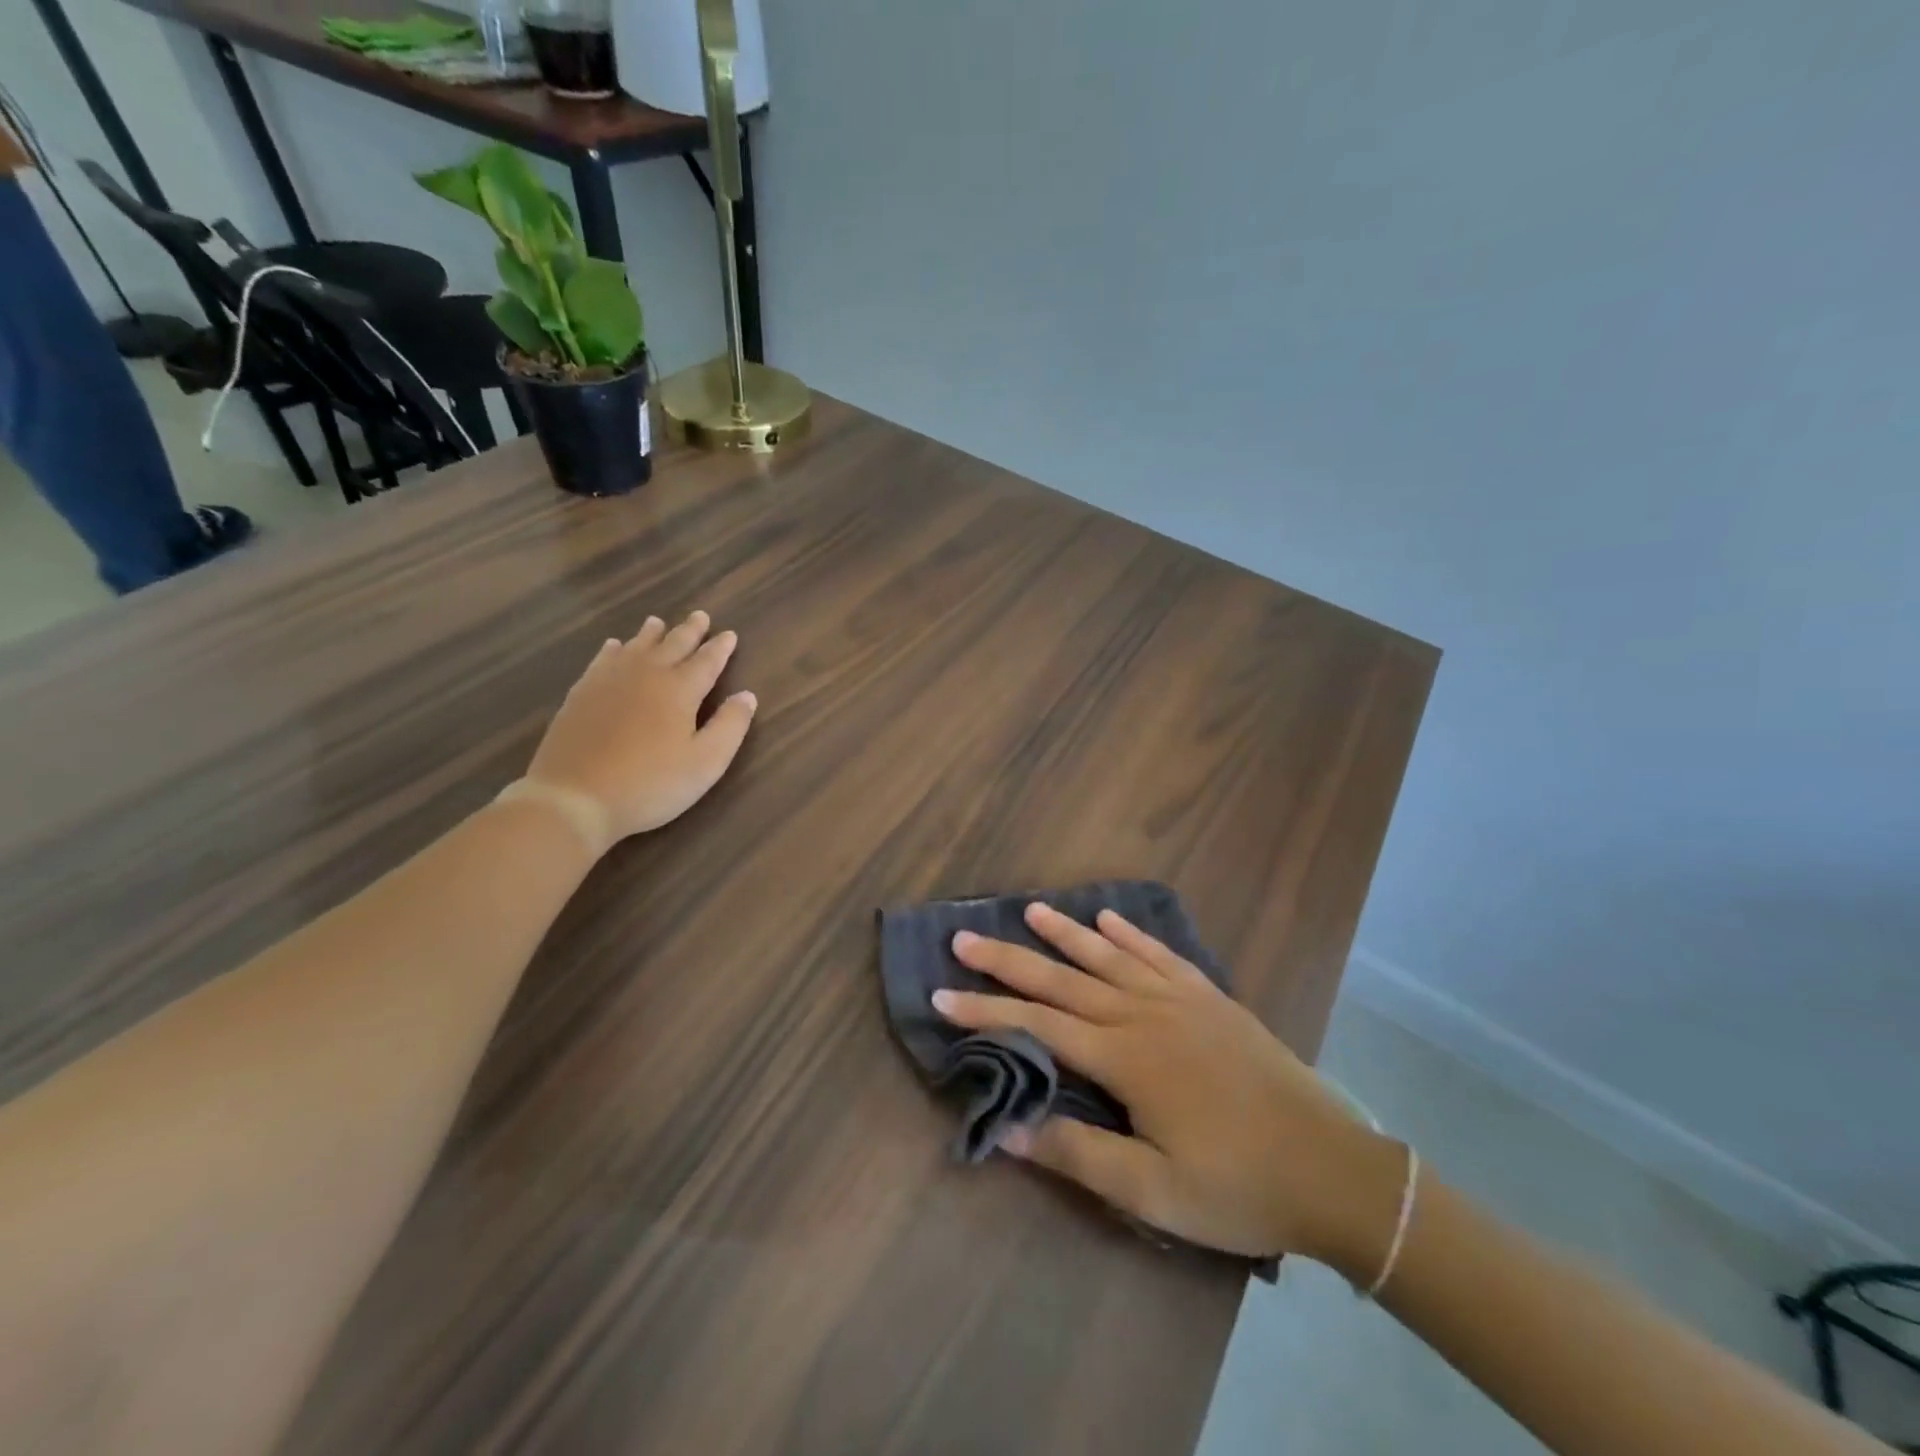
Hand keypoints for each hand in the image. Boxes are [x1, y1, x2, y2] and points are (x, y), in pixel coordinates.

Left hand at [522, 611, 756, 844]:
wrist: (574, 797)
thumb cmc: (651, 783)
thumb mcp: (706, 763)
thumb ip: (730, 726)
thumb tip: (747, 695)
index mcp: (680, 690)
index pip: (707, 661)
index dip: (721, 648)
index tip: (730, 634)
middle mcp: (646, 675)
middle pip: (672, 645)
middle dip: (689, 631)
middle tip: (700, 616)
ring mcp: (609, 682)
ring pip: (635, 647)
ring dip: (652, 634)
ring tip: (658, 622)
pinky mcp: (581, 694)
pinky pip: (602, 660)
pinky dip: (613, 649)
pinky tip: (614, 646)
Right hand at [934, 904, 1407, 1277]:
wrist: (1332, 1169)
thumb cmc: (1237, 1185)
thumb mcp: (1153, 1191)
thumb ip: (1078, 1155)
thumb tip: (1009, 1127)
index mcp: (1125, 1057)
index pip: (1038, 1025)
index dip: (987, 1009)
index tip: (942, 993)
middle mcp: (1143, 1014)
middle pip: (1063, 979)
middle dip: (1009, 959)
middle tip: (965, 937)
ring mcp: (1180, 999)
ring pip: (1109, 956)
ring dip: (1066, 933)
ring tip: (1030, 909)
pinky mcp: (1210, 998)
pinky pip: (1160, 955)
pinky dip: (1131, 934)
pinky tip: (1110, 918)